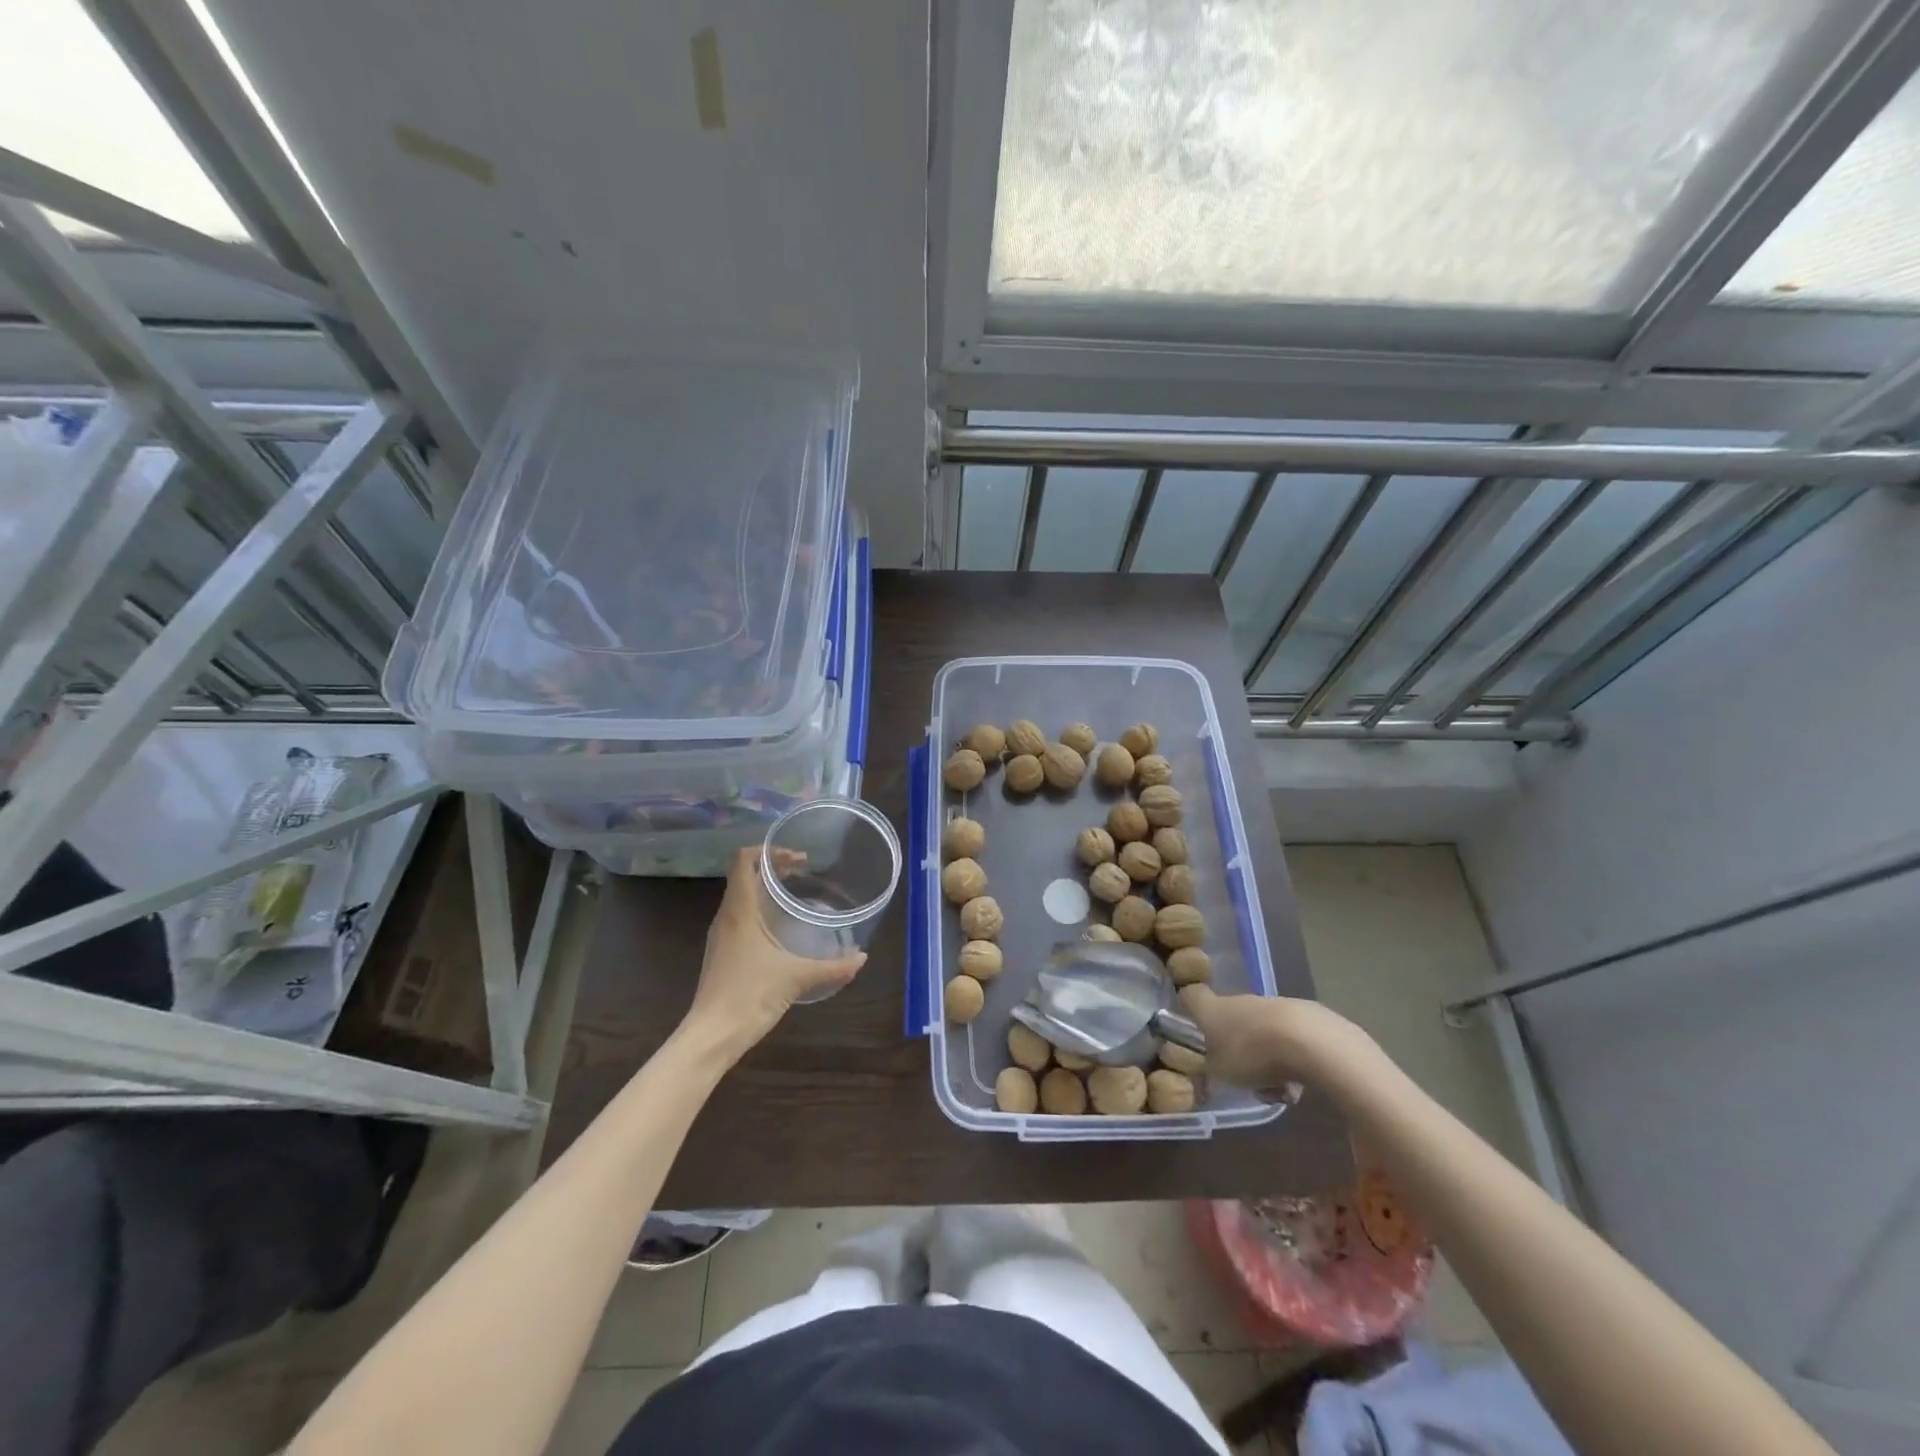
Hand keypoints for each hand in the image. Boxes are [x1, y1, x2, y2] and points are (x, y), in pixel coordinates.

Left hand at [684, 848, 866, 1056]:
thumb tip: (862, 958)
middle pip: (744, 875)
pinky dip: (760, 909)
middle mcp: (726, 917)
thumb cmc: (749, 996)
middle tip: (804, 870)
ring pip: (741, 896)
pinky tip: (781, 927)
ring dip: (765, 888)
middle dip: (773, 866)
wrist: (711, 1037)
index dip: (768, 850)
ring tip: (795, 893)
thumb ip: (832, 967)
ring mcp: (721, 936)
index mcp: (739, 911)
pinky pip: (740, 917)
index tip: (797, 857)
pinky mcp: (722, 953)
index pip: (744, 860)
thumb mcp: (796, 978)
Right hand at [1182, 986, 1380, 1093]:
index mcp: (1212, 1008)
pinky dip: (1290, 1060)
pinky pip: (1288, 1040)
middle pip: (1230, 1020)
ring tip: (1277, 1089)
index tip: (1193, 1029)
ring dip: (1265, 1059)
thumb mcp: (1219, 1073)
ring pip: (1260, 1033)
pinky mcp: (1304, 1015)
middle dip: (1236, 1049)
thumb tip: (1209, 1067)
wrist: (1310, 1042)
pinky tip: (1300, 1084)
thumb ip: (1210, 1069)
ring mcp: (1273, 1005)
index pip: (1191, 996)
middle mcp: (1240, 1001)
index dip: (1189, 1009)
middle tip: (1243, 1077)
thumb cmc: (1252, 1054)